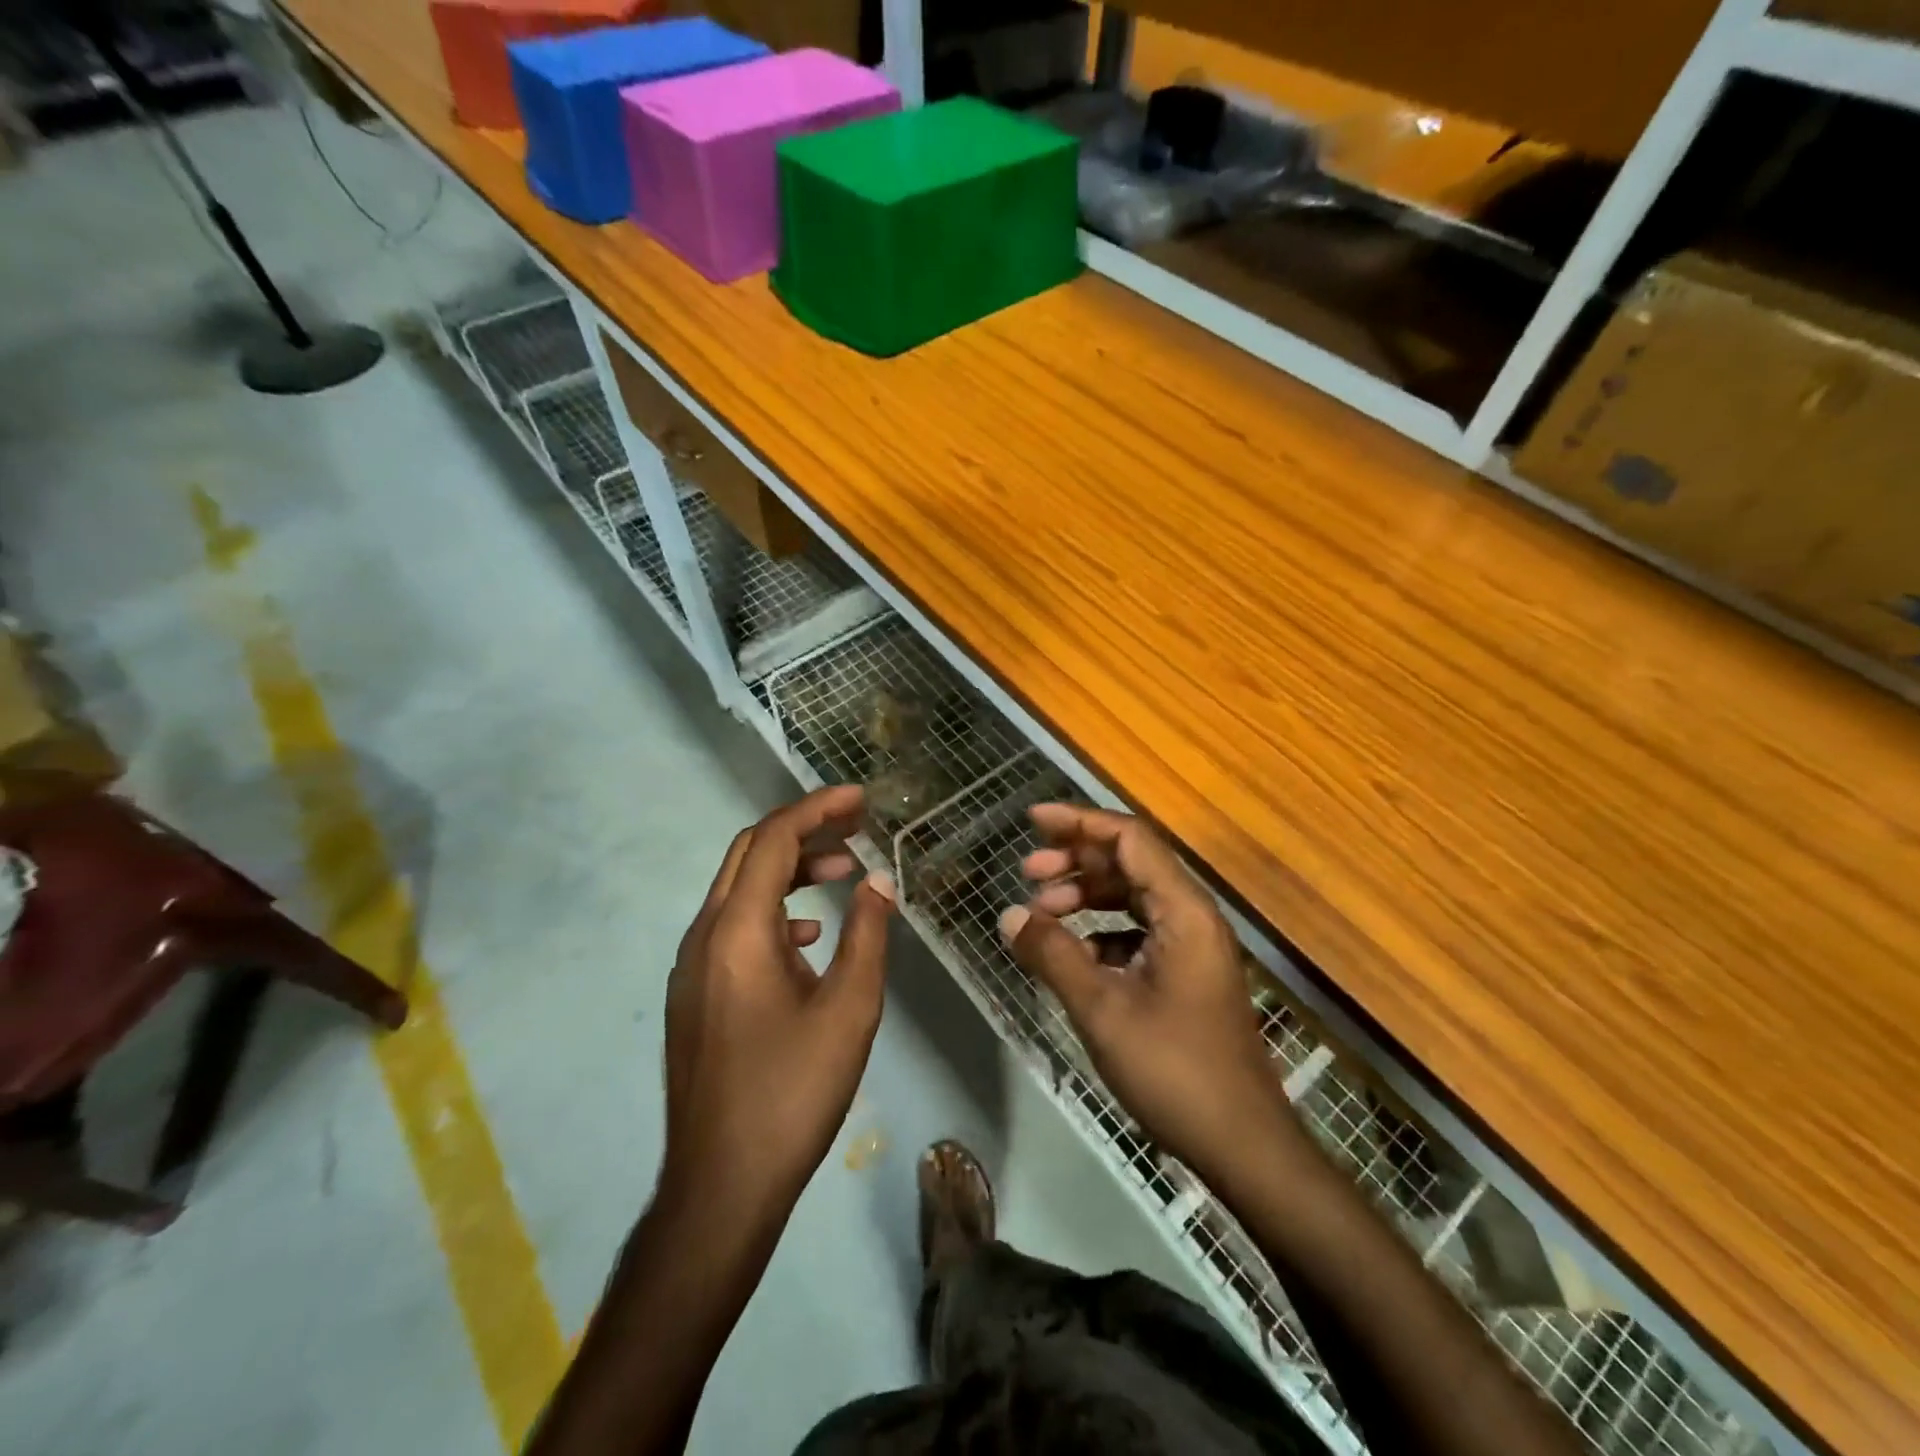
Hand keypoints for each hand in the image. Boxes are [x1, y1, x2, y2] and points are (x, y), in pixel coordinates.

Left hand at [661, 786, 895, 1229]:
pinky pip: (734, 927)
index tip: (860, 799)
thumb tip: (879, 884)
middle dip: (804, 831)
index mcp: (737, 930)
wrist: (721, 1185)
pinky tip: (810, 937)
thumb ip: (867, 936)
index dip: (818, 809)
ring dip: (791, 871)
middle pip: (751, 854)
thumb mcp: (849, 1010)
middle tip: (856, 827)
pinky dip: (775, 911)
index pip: (774, 839)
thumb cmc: (791, 1093)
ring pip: (741, 890)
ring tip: (844, 873)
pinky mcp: (695, 994)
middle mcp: (704, 936)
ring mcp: (693, 967)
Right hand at [1000, 804, 1302, 1183]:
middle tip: (1028, 872)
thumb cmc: (1175, 1071)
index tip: (1033, 821)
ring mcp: (1192, 947)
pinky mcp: (1186, 975)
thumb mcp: (1103, 1009)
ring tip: (1042, 913)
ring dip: (1086, 896)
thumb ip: (1053, 955)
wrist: (1243, 1145)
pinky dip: (1100, 932)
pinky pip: (1138, 932)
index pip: (1129, 838)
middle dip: (1076, 859)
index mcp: (1183, 911)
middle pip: (1130, 863)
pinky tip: (1072, 955)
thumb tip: (1009, 915)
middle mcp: (1192, 917)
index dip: (1080, 822)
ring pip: (1132, 898)